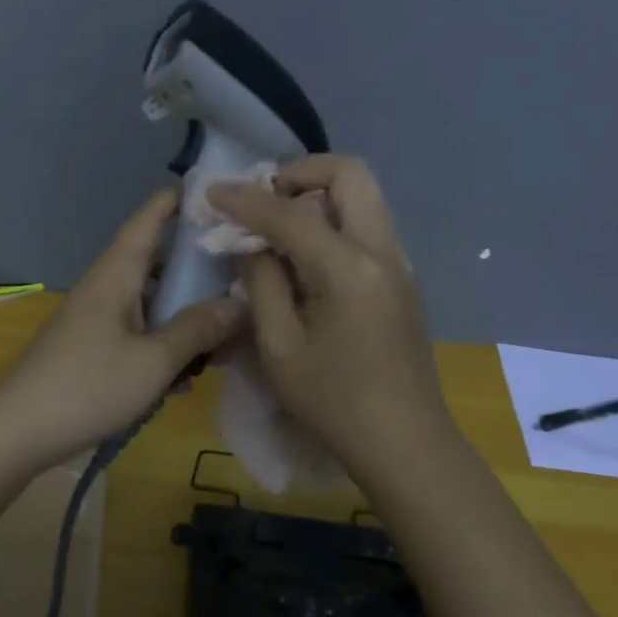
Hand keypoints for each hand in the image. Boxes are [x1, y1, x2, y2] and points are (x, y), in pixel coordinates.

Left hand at [0, 189, 245, 471]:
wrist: (17, 432)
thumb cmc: (87, 386)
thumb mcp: (153, 361)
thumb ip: (197, 330)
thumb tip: (240, 303)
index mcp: (116, 274)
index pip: (148, 221)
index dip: (176, 202)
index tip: (212, 190)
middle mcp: (107, 288)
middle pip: (156, 263)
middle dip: (197, 267)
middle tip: (244, 272)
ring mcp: (98, 319)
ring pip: (151, 302)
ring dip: (185, 313)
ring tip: (228, 331)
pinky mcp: (93, 349)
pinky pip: (139, 331)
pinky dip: (165, 341)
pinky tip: (190, 369)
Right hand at [208, 156, 450, 468]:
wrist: (406, 443)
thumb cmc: (334, 402)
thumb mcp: (278, 346)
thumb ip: (261, 281)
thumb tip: (255, 245)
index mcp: (348, 267)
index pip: (289, 211)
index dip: (243, 198)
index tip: (211, 192)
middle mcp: (382, 250)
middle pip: (348, 173)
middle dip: (298, 173)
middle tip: (264, 202)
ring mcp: (399, 261)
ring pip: (362, 194)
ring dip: (317, 194)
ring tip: (279, 227)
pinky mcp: (402, 277)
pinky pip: (366, 222)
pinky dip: (333, 218)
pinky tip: (305, 256)